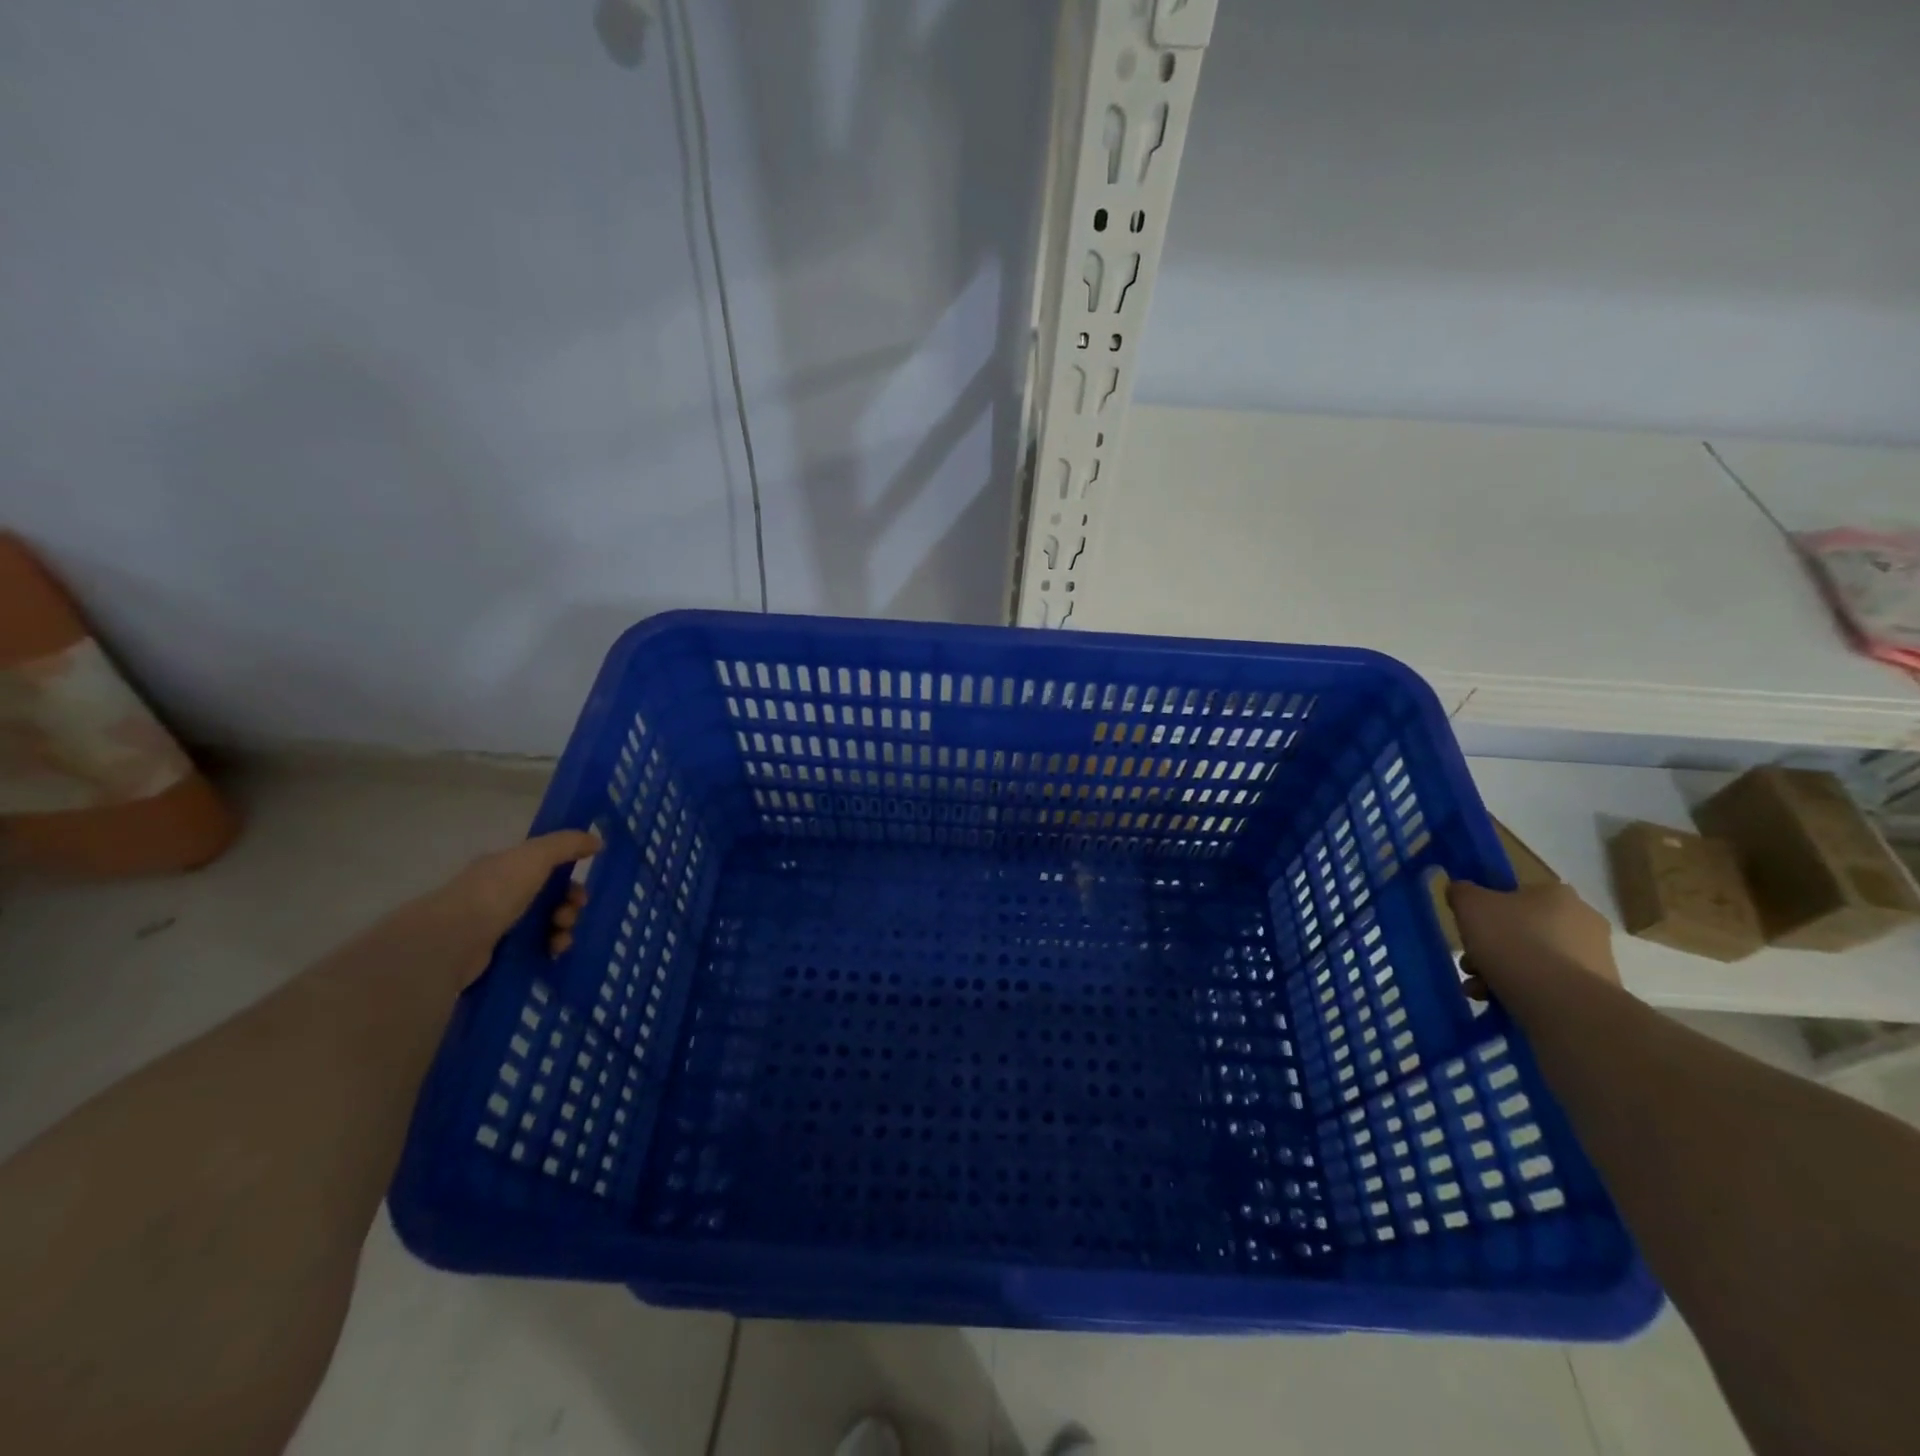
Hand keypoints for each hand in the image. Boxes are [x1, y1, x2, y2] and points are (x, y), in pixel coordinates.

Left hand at [417, 829, 600, 987]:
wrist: (451, 942)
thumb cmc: (495, 892)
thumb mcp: (536, 857)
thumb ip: (567, 844)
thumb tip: (598, 840)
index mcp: (506, 867)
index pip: (546, 866)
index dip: (569, 876)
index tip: (581, 890)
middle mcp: (499, 893)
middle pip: (549, 896)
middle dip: (569, 905)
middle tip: (570, 916)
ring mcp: (495, 925)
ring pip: (544, 923)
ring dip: (562, 928)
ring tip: (560, 940)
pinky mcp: (494, 954)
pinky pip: (532, 947)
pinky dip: (548, 948)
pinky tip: (552, 953)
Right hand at [1447, 881, 1619, 1002]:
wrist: (1562, 1003)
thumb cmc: (1512, 941)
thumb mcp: (1469, 905)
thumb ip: (1462, 892)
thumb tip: (1463, 892)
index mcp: (1556, 893)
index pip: (1514, 894)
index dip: (1486, 911)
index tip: (1469, 930)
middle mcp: (1584, 920)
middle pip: (1521, 929)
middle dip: (1490, 947)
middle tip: (1470, 965)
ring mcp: (1596, 957)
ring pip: (1534, 959)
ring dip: (1501, 971)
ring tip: (1478, 989)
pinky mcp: (1597, 991)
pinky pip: (1550, 985)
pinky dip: (1524, 991)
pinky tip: (1499, 1002)